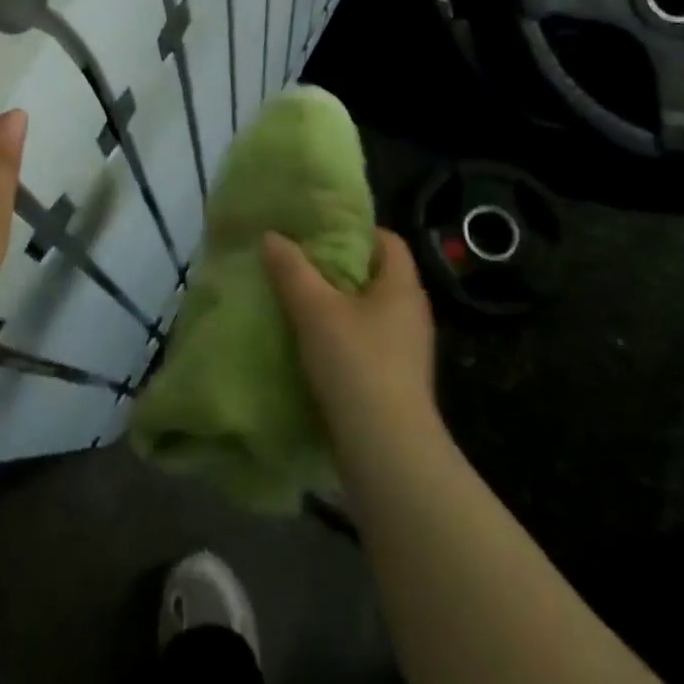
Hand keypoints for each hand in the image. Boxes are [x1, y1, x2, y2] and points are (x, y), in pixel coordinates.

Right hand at [262, 229, 436, 445]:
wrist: (388, 453)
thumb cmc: (357, 365)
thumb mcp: (315, 309)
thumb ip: (291, 269)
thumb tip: (271, 236)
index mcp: (403, 287)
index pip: (388, 240)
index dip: (356, 230)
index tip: (319, 232)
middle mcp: (412, 314)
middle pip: (375, 275)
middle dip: (338, 268)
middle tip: (299, 262)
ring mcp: (407, 351)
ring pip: (368, 312)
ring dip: (336, 306)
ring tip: (297, 301)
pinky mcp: (396, 383)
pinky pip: (366, 344)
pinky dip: (341, 338)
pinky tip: (311, 346)